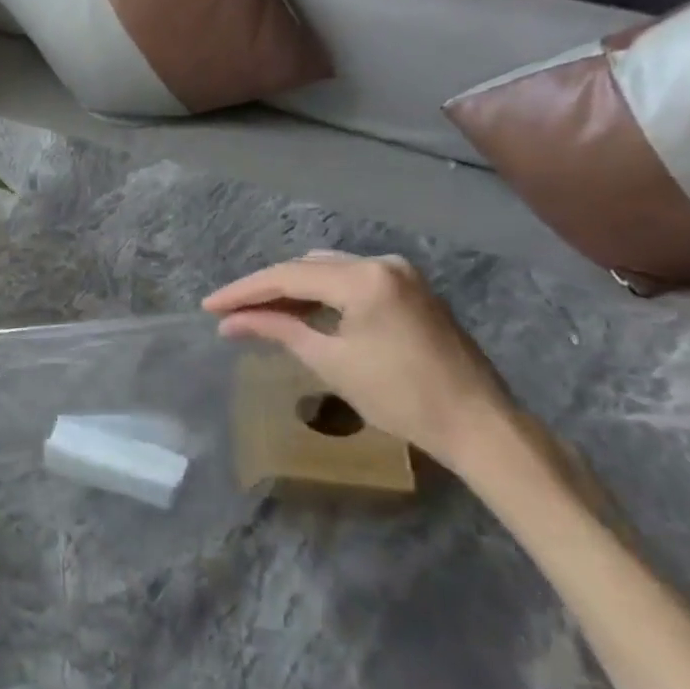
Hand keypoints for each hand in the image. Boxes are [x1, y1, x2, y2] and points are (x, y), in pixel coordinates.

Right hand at [203, 250, 516, 472]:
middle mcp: (381, 262)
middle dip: (266, 289)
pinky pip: (351, 280)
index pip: (287, 276)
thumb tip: (230, 323)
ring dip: (293, 290)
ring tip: (258, 313)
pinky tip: (301, 311)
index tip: (209, 306)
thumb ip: (278, 329)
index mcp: (363, 277)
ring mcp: (400, 273)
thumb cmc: (401, 398)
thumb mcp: (331, 361)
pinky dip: (322, 294)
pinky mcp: (410, 289)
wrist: (480, 426)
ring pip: (328, 271)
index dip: (243, 291)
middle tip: (230, 312)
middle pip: (306, 267)